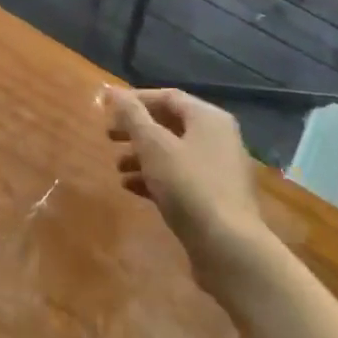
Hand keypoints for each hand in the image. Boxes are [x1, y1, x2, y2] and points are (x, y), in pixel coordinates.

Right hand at [102, 87, 275, 278]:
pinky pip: (180, 178)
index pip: (167, 97)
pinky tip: (132, 188)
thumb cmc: (188, 186)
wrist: (229, 248)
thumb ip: (131, 115)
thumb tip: (112, 90)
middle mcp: (218, 138)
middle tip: (108, 136)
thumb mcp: (153, 145)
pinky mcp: (215, 198)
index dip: (135, 100)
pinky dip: (155, 178)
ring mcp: (219, 170)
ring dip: (142, 156)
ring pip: (173, 153)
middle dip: (136, 130)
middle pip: (170, 124)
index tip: (108, 110)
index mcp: (208, 119)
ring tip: (118, 167)